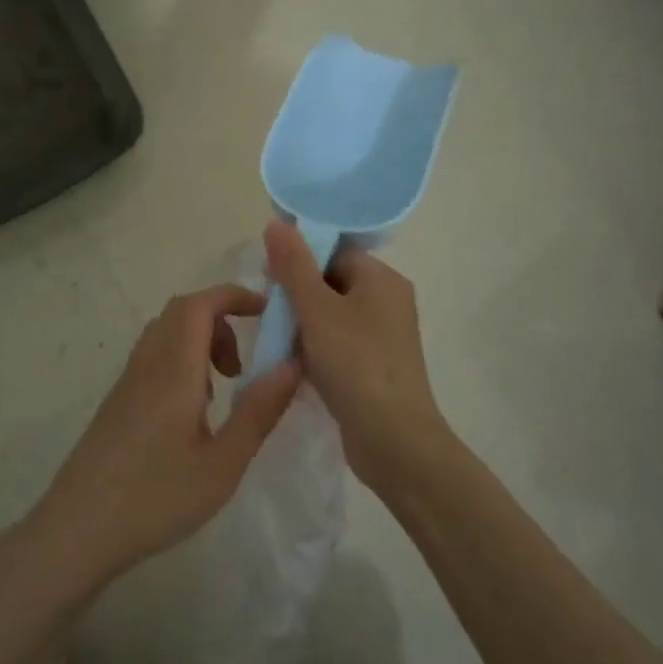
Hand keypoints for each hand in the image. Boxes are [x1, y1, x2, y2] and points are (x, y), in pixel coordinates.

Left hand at [24, 284, 302, 595]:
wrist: (78, 528)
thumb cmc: (156, 496)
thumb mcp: (223, 463)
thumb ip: (259, 410)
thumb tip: (292, 363)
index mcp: (174, 367)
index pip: (201, 303)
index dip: (236, 296)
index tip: (269, 313)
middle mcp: (148, 361)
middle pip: (184, 311)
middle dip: (222, 320)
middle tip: (245, 364)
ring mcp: (128, 379)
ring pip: (167, 333)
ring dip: (202, 342)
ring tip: (225, 388)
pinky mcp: (118, 400)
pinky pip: (155, 356)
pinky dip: (183, 361)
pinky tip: (193, 411)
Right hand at [262, 220, 450, 491]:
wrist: (394, 440)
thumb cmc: (355, 364)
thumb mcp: (316, 309)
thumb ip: (294, 265)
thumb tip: (277, 223)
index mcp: (382, 279)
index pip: (334, 251)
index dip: (299, 258)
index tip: (268, 278)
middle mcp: (388, 301)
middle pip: (332, 281)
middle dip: (297, 294)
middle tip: (269, 312)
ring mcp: (384, 336)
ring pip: (333, 315)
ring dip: (303, 324)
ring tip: (278, 339)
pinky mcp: (376, 366)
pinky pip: (340, 343)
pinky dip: (316, 348)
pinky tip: (294, 364)